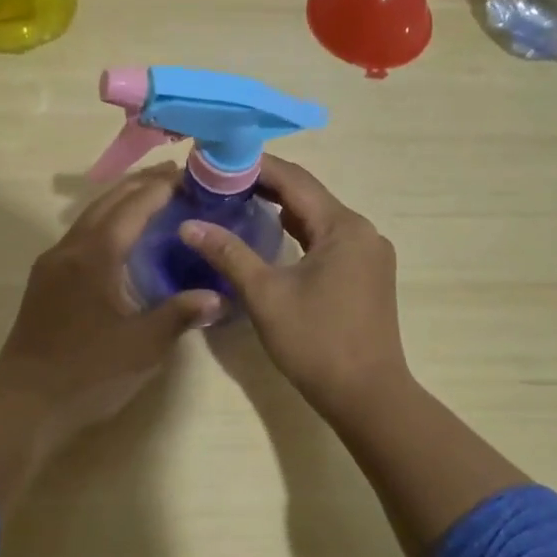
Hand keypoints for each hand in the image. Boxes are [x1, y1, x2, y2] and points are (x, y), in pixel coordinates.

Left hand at [0, 165, 219, 510]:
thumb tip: (217, 296)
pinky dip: (105, 225)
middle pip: (106, 203)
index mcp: (94, 256)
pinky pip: (79, 238)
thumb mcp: (142, 346)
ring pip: (89, 219)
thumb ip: (179, 315)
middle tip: (174, 176)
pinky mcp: (44, 284)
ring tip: (151, 199)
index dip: (160, 188)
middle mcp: (68, 250)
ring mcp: (51, 266)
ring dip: (119, 203)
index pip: (132, 207)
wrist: (24, 406)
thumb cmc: (87, 373)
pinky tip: (120, 240)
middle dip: (139, 185)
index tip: (188, 174)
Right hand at [181, 156, 408, 419]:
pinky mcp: (367, 274)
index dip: (254, 166)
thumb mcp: (266, 295)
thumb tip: (188, 225)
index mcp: (343, 227)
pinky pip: (328, 240)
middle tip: (219, 181)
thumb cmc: (316, 343)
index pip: (294, 179)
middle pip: (308, 195)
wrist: (368, 396)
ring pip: (319, 218)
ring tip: (236, 200)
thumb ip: (228, 253)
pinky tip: (272, 235)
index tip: (216, 160)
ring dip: (281, 208)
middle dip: (264, 185)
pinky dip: (299, 232)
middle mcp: (362, 231)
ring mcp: (369, 254)